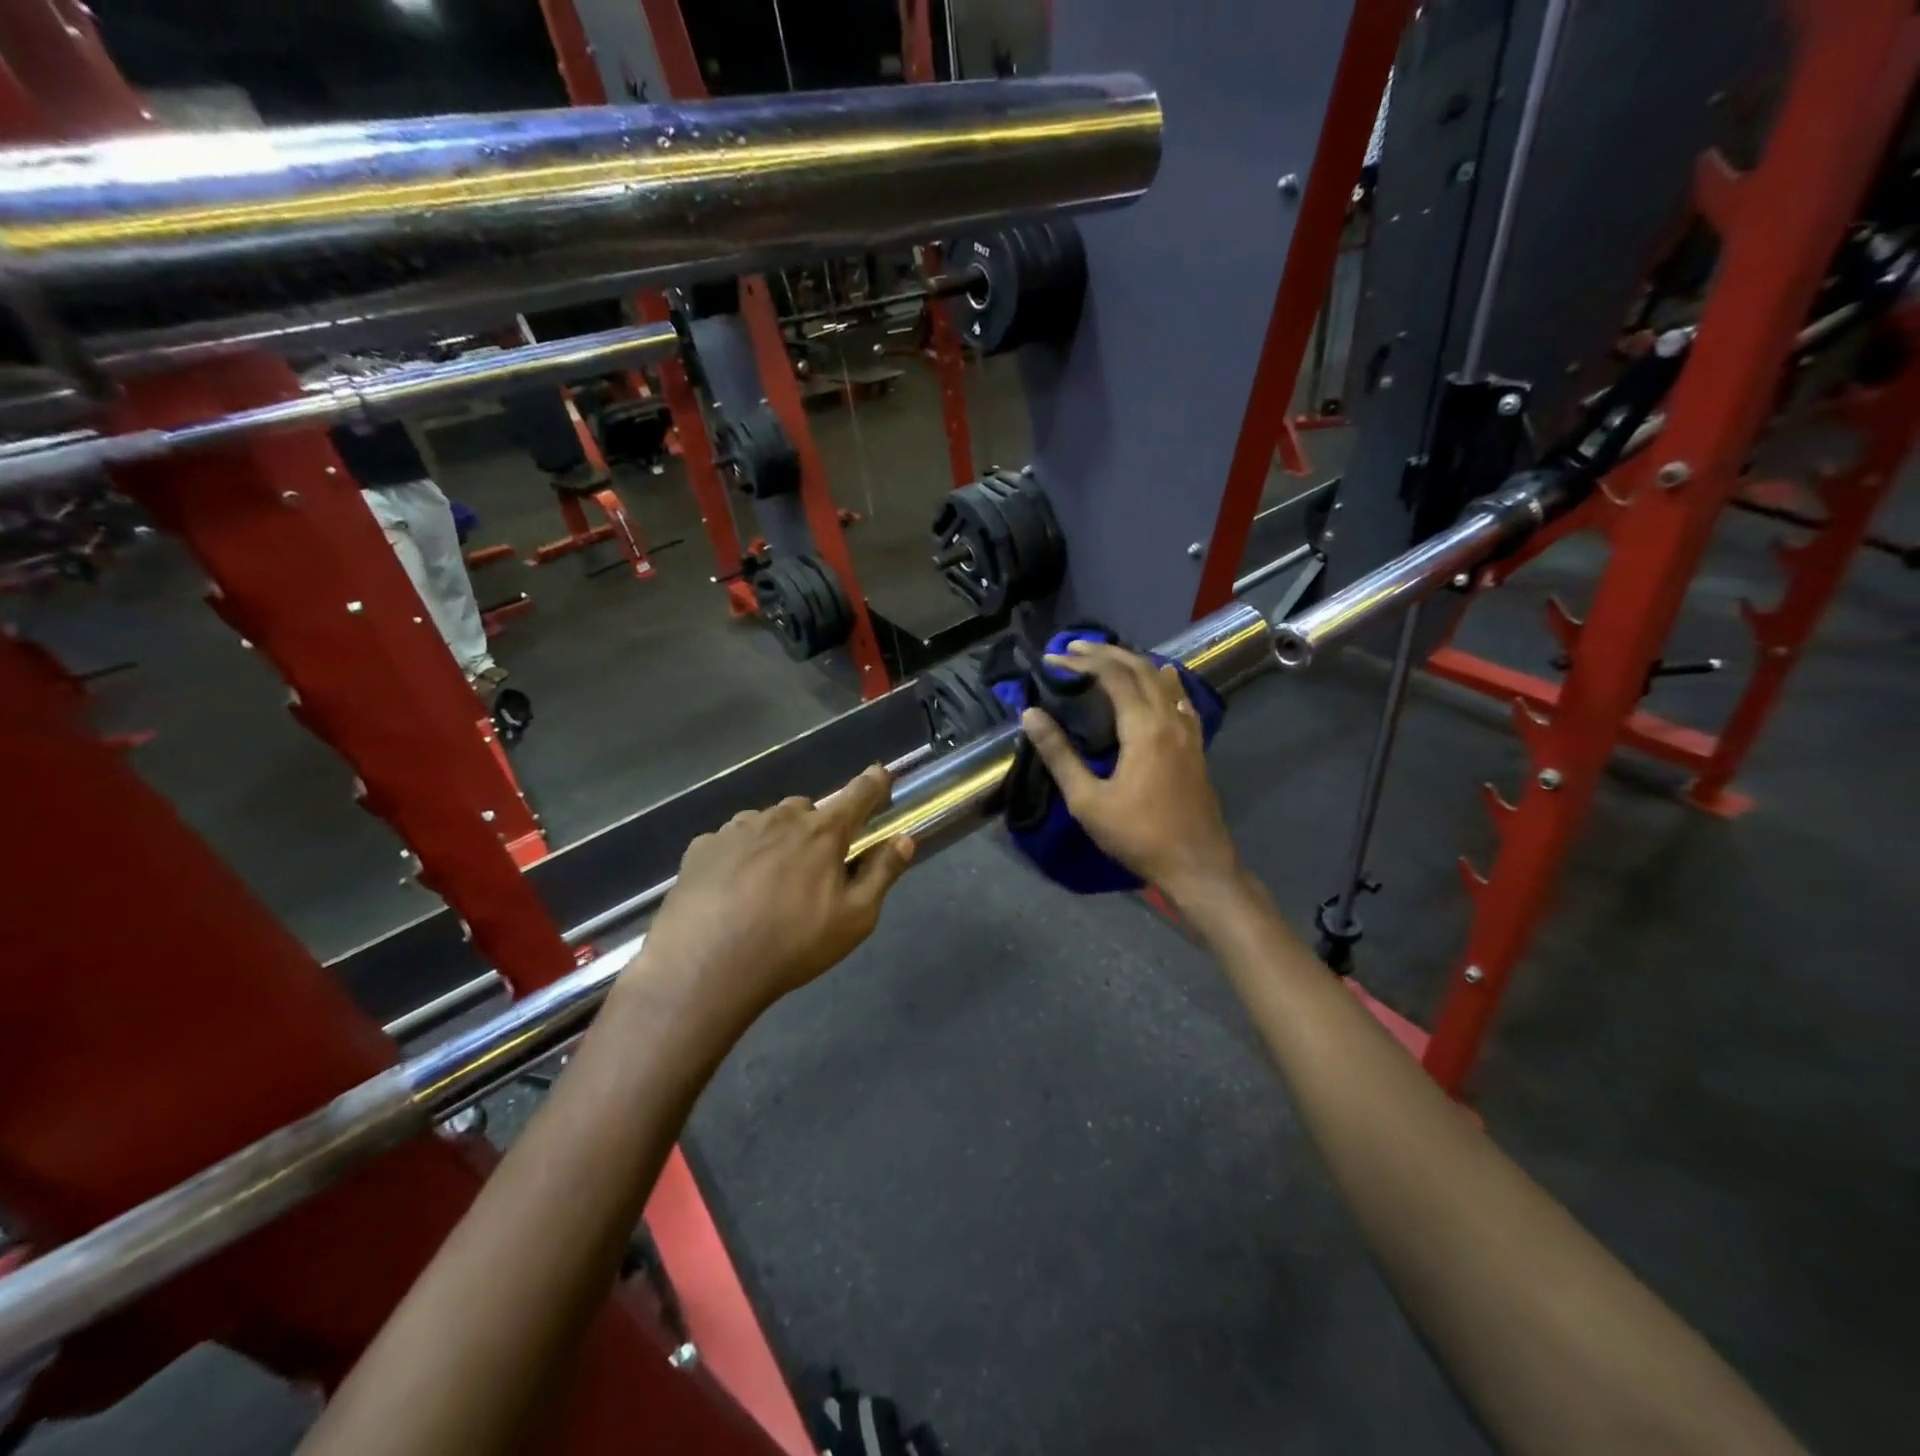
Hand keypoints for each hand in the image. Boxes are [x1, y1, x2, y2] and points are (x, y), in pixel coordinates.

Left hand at [626, 765, 915, 1032]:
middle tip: (817, 863)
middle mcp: (779, 818)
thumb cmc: (792, 944)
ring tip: (771, 879)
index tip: (881, 774)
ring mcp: (736, 830)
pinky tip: (734, 887)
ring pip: (767, 822)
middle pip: (808, 809)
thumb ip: (882, 873)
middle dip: (818, 826)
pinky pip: (731, 840)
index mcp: (823, 832)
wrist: (704, 969)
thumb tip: (904, 838)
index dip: (874, 782)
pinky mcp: (702, 848)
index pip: (858, 794)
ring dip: (778, 838)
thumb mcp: (854, 918)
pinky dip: (741, 853)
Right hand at [1020, 642, 1239, 900]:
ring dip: (1134, 662)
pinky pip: (1180, 698)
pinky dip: (1162, 682)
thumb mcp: (1088, 800)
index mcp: (1143, 728)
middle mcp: (1169, 719)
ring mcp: (1188, 731)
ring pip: (1163, 679)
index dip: (1082, 661)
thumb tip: (1031, 714)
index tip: (1053, 658)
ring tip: (1107, 659)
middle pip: (1140, 668)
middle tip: (1074, 649)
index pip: (1113, 676)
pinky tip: (1157, 684)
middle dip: (1106, 653)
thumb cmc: (1137, 835)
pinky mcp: (1196, 746)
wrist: (1196, 865)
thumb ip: (1059, 754)